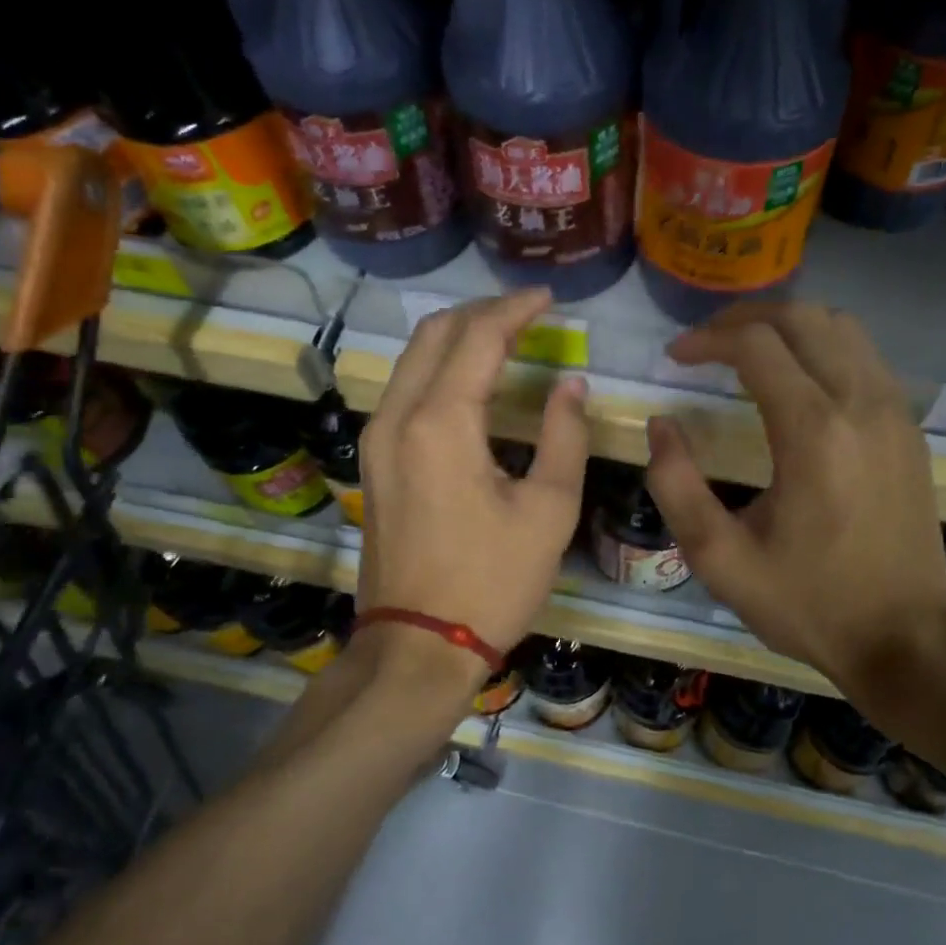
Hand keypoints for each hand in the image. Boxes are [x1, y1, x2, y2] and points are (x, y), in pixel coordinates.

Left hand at [355, 289, 588, 691]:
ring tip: (504, 339)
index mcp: (441, 423)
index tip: (549, 299)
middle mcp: (397, 417)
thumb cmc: (492, 581)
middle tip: (528, 313)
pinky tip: (470, 384)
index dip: (516, 309)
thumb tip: (571, 387)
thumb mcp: (548, 510)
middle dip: (482, 312)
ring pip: (412, 359)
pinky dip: (439, 370)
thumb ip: (564, 437)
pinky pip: (404, 391)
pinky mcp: (374, 463)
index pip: (478, 337)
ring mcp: (376, 440)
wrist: (419, 645)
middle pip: (434, 334)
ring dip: (457, 338)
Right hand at [645, 303, 945, 690]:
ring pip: (841, 327)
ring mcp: (894, 412)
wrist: (906, 639)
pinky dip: (822, 347)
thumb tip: (662, 426)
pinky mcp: (909, 429)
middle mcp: (861, 403)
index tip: (674, 358)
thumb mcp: (720, 559)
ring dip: (788, 326)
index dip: (706, 340)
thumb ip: (677, 486)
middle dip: (745, 317)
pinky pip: (865, 357)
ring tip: (746, 351)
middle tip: (705, 343)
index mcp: (813, 432)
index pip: (755, 344)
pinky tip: (796, 381)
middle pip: (803, 316)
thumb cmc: (808, 603)